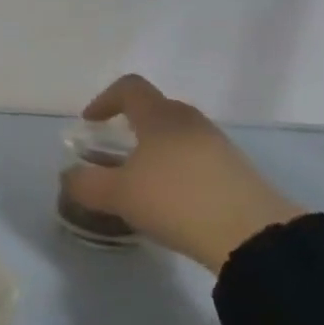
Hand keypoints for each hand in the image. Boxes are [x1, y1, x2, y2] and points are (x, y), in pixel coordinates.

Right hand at [66, 74, 303, 273]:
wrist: (253, 236)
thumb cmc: (175, 201)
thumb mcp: (116, 195)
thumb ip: (84, 183)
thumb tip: (69, 176)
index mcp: (160, 118)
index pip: (130, 88)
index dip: (104, 100)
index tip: (90, 123)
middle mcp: (191, 123)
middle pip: (156, 109)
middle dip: (130, 126)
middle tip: (114, 153)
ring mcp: (219, 146)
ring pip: (178, 135)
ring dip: (155, 150)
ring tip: (141, 182)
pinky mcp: (237, 172)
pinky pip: (197, 158)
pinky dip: (177, 170)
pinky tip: (171, 200)